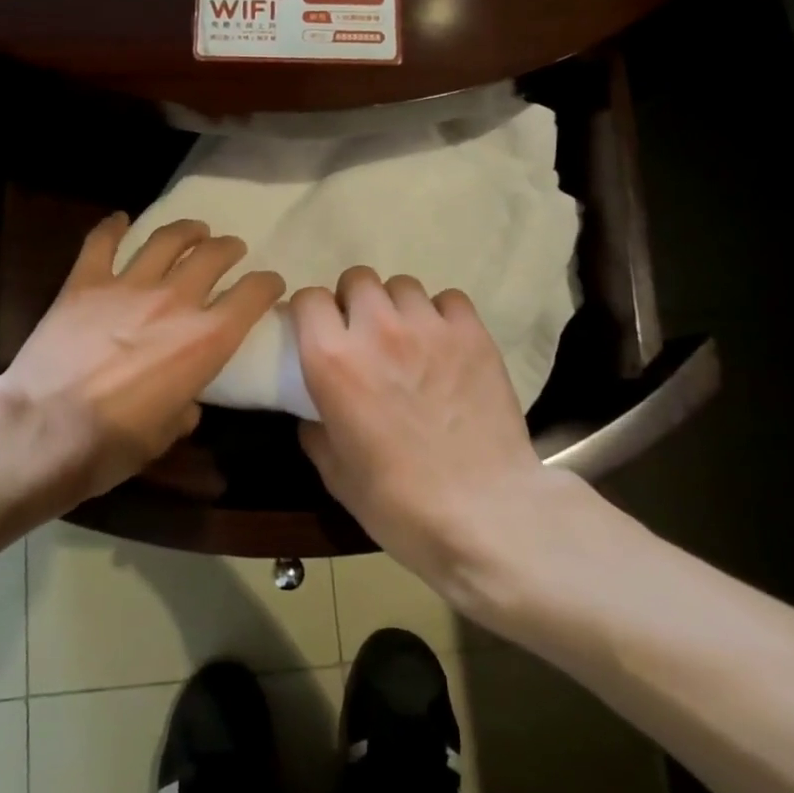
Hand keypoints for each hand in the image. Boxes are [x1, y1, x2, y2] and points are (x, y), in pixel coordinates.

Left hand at [0, 214, 284, 505]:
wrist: (43, 430)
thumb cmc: (112, 445)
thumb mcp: (166, 435)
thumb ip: (184, 408)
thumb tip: (184, 403)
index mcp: (206, 339)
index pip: (252, 295)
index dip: (267, 284)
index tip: (271, 283)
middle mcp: (175, 301)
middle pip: (212, 256)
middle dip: (229, 248)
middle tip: (232, 250)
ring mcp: (128, 286)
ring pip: (166, 239)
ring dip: (187, 230)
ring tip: (195, 230)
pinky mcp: (84, 283)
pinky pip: (101, 243)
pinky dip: (112, 227)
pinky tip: (120, 219)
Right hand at [291, 267, 564, 593]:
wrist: (485, 512)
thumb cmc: (399, 503)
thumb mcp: (336, 476)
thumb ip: (316, 433)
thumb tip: (314, 416)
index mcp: (332, 361)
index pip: (309, 299)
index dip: (310, 313)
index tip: (317, 332)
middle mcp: (377, 330)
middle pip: (357, 279)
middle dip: (353, 302)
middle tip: (363, 335)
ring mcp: (429, 327)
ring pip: (402, 286)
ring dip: (396, 307)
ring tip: (408, 338)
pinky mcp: (473, 334)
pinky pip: (449, 299)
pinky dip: (441, 315)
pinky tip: (445, 343)